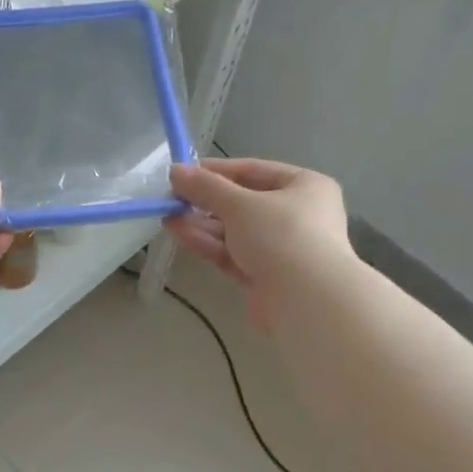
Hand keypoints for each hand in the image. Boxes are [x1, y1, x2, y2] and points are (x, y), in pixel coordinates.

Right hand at [165, 158, 353, 331]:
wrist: (306, 301)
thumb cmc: (282, 236)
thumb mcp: (240, 204)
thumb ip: (206, 187)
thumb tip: (176, 170)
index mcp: (304, 186)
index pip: (254, 170)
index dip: (216, 171)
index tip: (183, 173)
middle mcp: (296, 214)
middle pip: (243, 203)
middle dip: (205, 201)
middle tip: (171, 199)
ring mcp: (280, 248)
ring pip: (234, 231)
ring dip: (201, 223)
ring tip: (167, 216)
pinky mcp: (263, 276)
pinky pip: (232, 254)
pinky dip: (208, 244)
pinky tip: (179, 233)